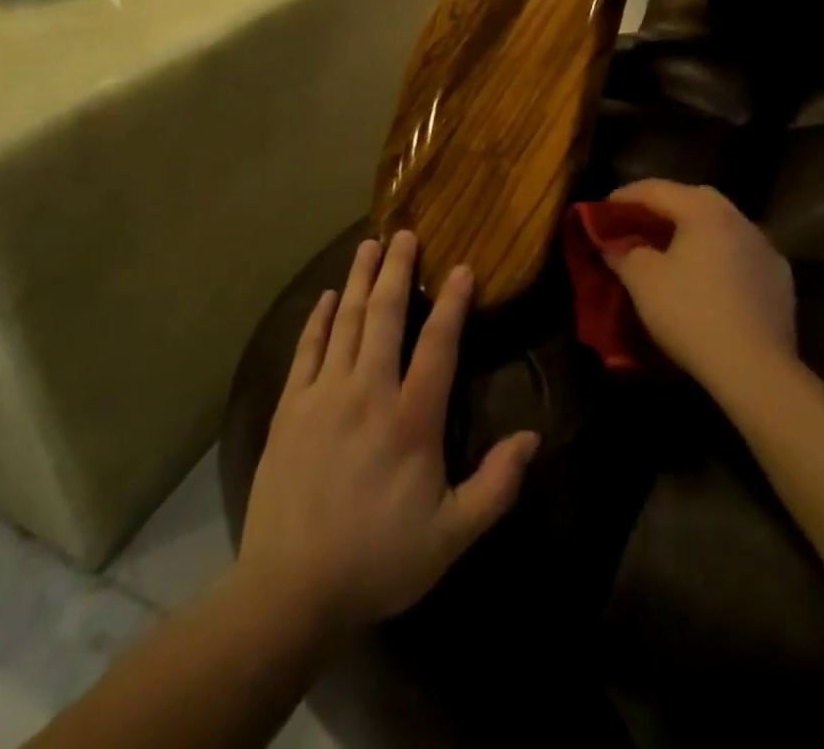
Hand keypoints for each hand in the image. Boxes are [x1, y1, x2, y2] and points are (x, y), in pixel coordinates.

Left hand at [238, 233, 538, 638]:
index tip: (462, 267)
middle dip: (398, 270)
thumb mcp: (450, 536)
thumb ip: (495, 486)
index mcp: (411, 420)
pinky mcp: (290, 407)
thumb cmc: (378, 560)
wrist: (290, 590)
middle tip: (405, 233)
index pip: (438, 345)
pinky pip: (307, 349)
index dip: (453, 303)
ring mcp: (324, 395)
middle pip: (386, 316)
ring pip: (347, 321)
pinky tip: (328, 296)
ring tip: (370, 245)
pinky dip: (320, 318)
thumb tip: (533, 437)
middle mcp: (368, 392)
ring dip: (361, 279)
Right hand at [602, 180, 796, 389]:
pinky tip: (708, 279)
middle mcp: (739, 219)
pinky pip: (740, 255)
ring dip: (694, 231)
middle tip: (638, 224)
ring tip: (672, 251)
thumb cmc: (690, 313)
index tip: (603, 210)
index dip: (625, 196)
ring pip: (722, 226)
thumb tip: (613, 244)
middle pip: (694, 199)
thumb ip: (623, 252)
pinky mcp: (780, 280)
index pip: (657, 189)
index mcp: (705, 210)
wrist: (754, 369)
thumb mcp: (642, 280)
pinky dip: (719, 257)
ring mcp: (765, 249)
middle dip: (663, 208)